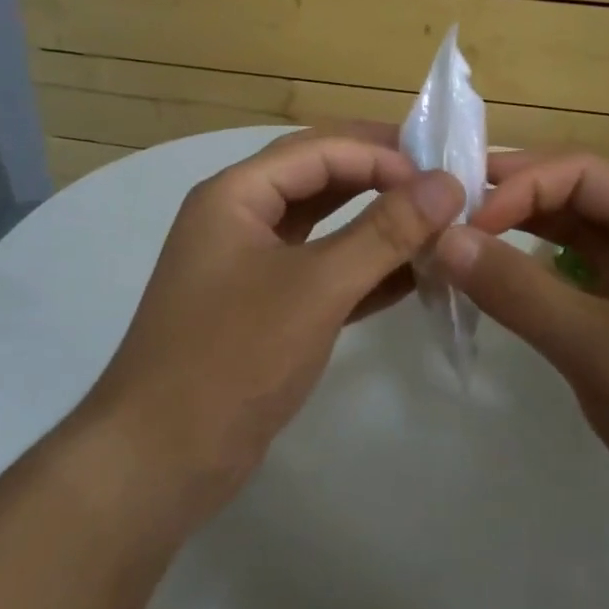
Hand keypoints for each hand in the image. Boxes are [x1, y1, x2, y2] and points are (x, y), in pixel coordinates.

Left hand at [85, 125, 465, 521]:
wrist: (161, 459)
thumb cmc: (234, 357)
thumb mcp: (316, 287)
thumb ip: (384, 232)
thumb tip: (447, 184)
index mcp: (236, 194)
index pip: (319, 149)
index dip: (382, 154)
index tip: (442, 175)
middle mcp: (239, 217)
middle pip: (319, 177)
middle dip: (380, 176)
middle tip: (442, 182)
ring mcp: (250, 265)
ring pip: (323, 226)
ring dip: (376, 223)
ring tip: (437, 223)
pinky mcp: (264, 309)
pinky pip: (322, 271)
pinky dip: (364, 270)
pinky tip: (413, 275)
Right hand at [434, 152, 608, 592]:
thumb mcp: (600, 347)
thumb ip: (518, 289)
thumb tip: (444, 239)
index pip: (579, 172)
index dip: (518, 185)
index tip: (464, 223)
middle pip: (574, 196)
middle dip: (512, 200)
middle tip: (447, 216)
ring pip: (571, 239)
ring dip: (518, 236)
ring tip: (461, 246)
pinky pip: (573, 283)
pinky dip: (532, 278)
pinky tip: (497, 289)